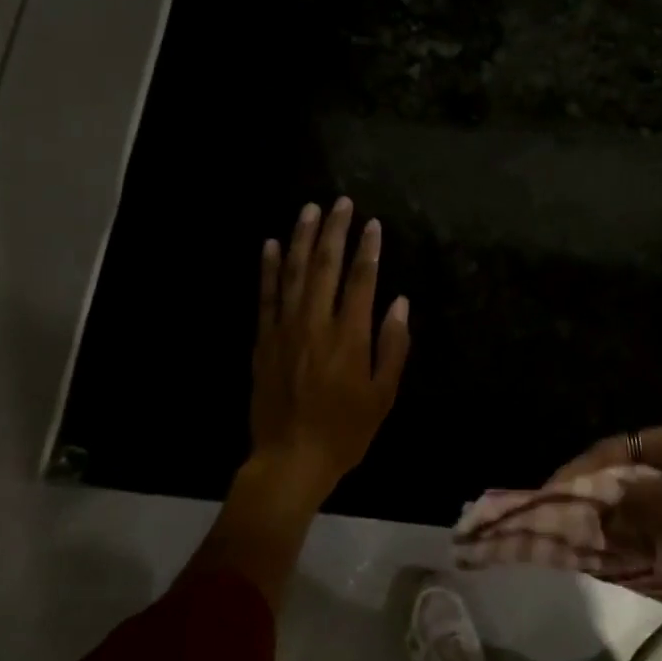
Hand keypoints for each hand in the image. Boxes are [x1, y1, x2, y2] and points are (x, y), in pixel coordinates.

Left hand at [249, 198, 410, 493]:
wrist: (290, 459)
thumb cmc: (345, 431)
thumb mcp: (383, 395)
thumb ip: (392, 346)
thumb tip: (399, 302)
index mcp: (350, 337)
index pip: (361, 280)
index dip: (368, 249)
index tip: (372, 224)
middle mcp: (316, 324)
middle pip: (325, 266)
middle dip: (334, 231)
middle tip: (340, 202)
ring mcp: (284, 329)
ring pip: (293, 273)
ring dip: (302, 238)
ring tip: (309, 210)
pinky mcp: (263, 340)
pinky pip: (265, 296)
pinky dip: (268, 268)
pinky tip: (271, 244)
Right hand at [549, 420, 661, 630]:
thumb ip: (643, 503)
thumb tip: (602, 511)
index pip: (616, 448)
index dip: (581, 470)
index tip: (552, 494)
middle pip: (623, 468)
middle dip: (593, 492)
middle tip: (563, 519)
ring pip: (636, 494)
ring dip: (612, 513)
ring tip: (584, 536)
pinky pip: (654, 515)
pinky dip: (634, 528)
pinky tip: (619, 547)